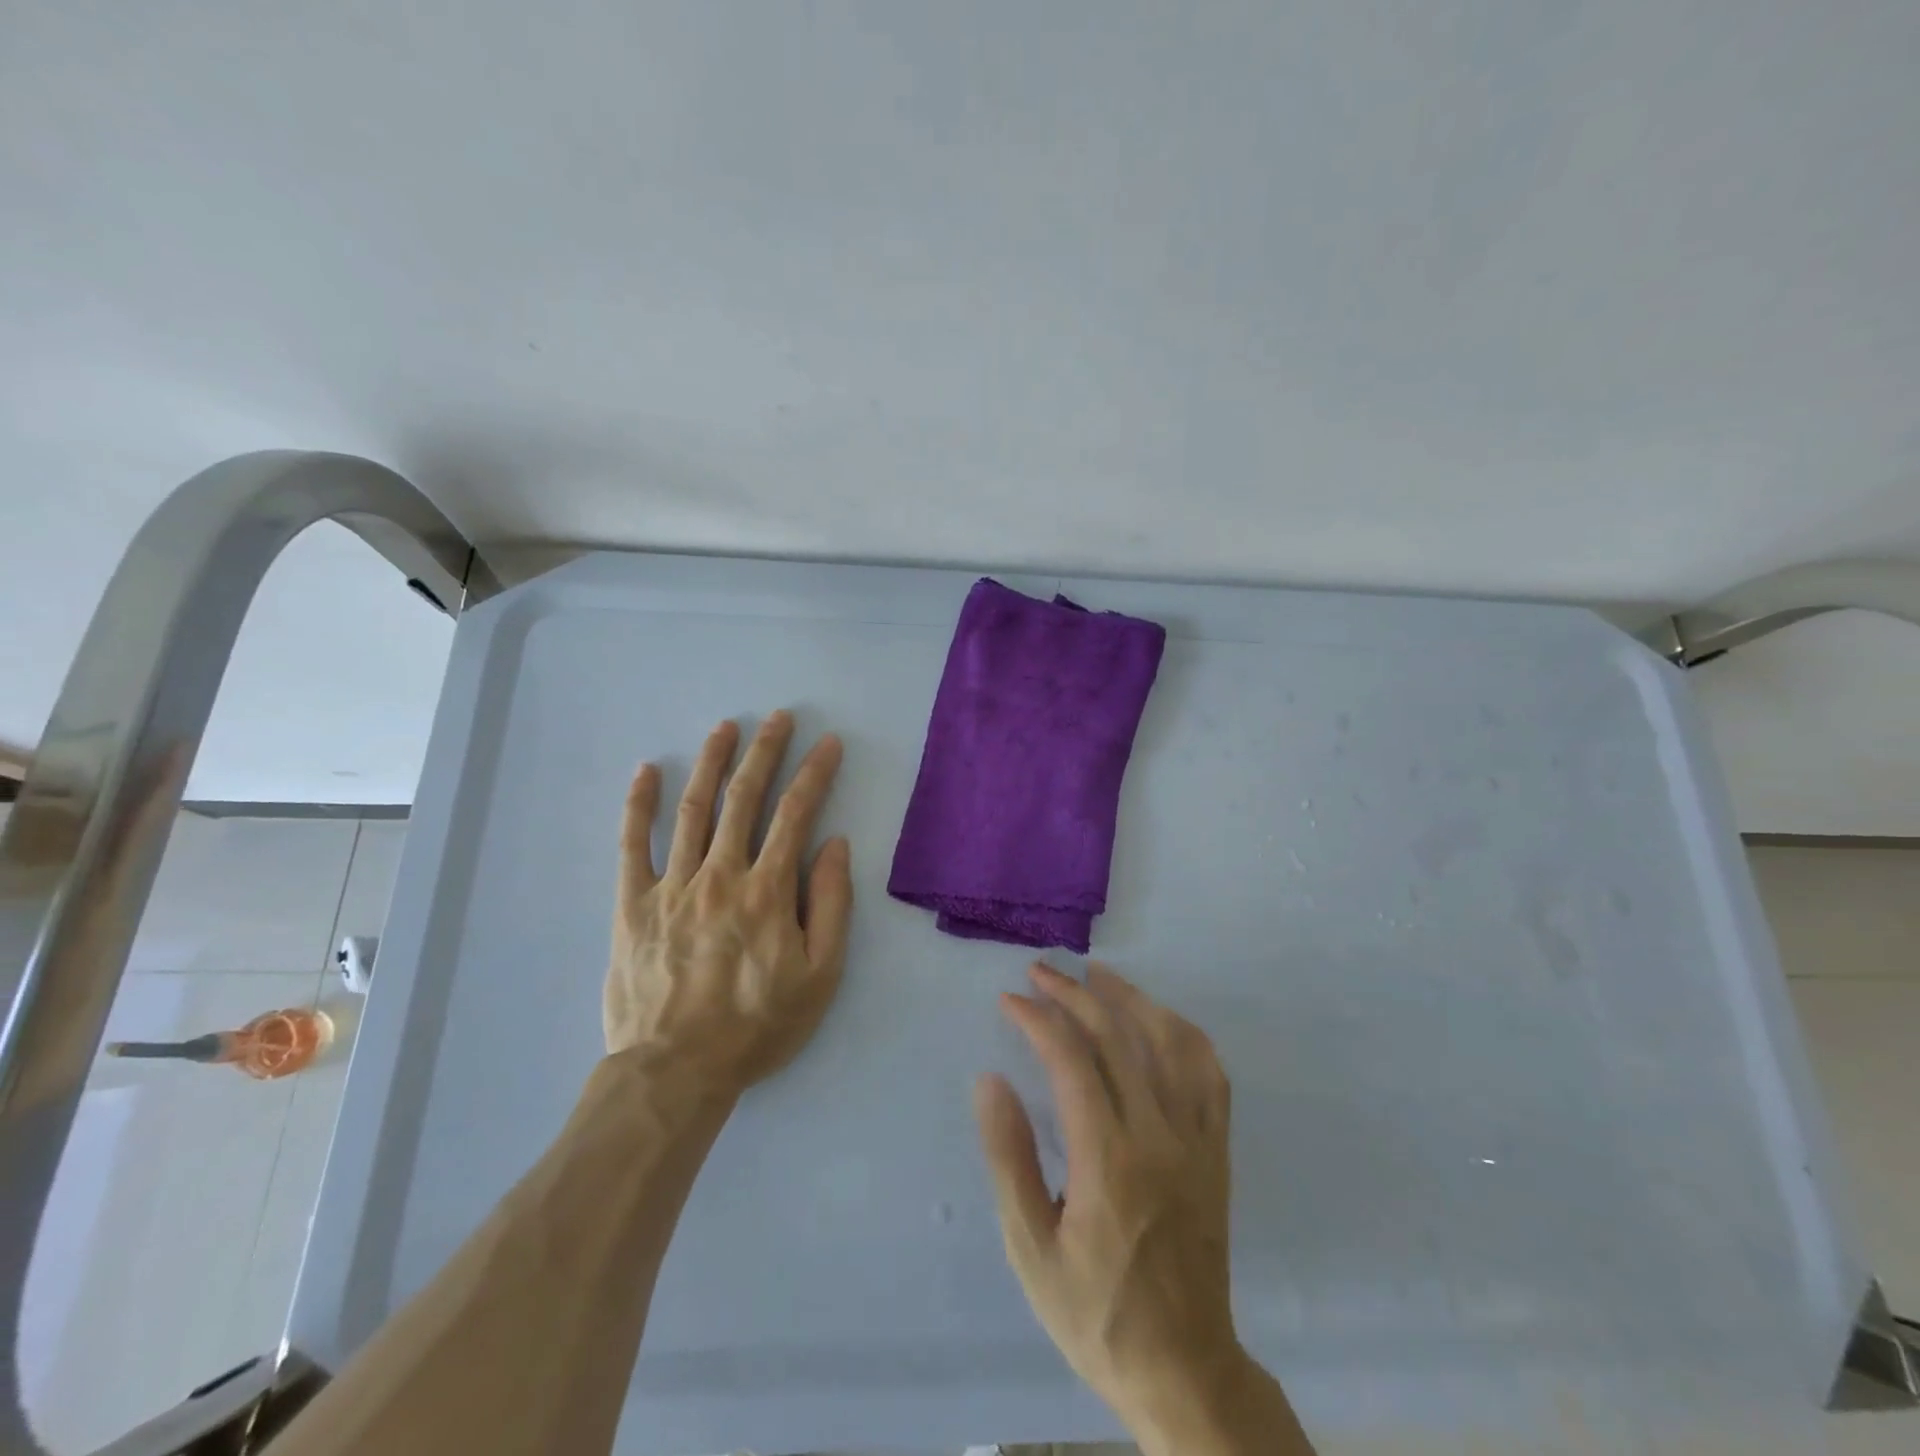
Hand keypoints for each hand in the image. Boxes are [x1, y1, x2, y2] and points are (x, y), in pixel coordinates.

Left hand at [605, 713, 851, 1095]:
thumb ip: (831, 905)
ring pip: (693, 809)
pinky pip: (632, 845)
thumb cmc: (757, 1026)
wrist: (675, 1071)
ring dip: (711, 762)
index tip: (829, 743)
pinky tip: (646, 772)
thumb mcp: (820, 976)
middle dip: (765, 751)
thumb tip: (835, 845)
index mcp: (767, 891)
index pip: (796, 814)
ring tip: (725, 727)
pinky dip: (639, 805)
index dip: (815, 773)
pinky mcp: (633, 904)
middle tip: (779, 717)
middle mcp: (720, 874)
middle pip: (744, 798)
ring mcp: (672, 885)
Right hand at [975, 962, 1251, 1441]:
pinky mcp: (1217, 1151)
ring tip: (1096, 974)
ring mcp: (1196, 1140)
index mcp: (1108, 1160)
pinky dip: (1182, 1034)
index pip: (1071, 1060)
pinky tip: (1159, 1019)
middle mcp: (1158, 1136)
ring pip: (1169, 1042)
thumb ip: (1008, 1159)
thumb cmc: (1095, 1313)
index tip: (1010, 1000)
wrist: (1184, 1369)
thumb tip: (991, 1080)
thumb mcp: (1030, 1250)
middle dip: (1072, 995)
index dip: (1038, 1019)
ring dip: (1130, 998)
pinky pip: (1210, 1074)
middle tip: (1039, 972)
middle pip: (1117, 1038)